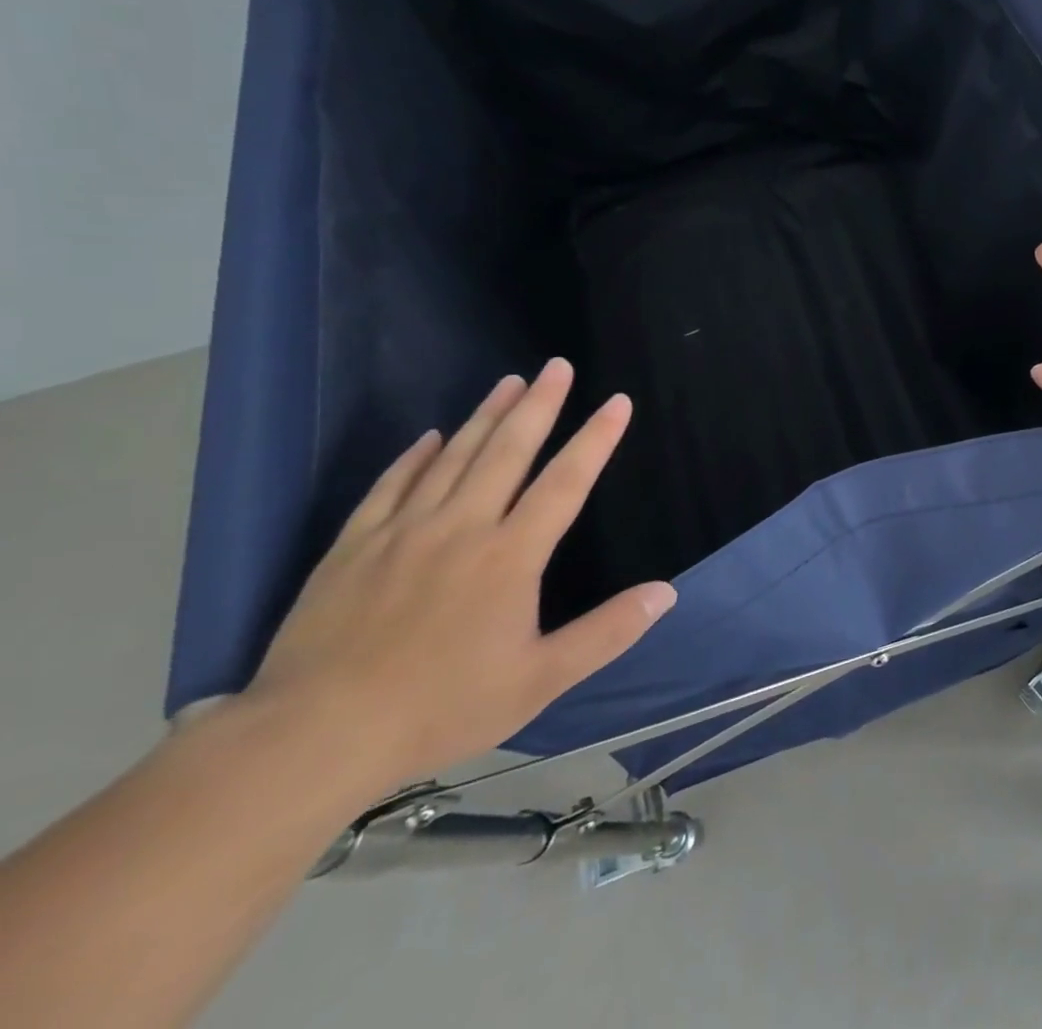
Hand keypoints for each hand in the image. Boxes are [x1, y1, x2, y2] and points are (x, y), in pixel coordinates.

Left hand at [244, 358, 675, 792]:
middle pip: (508, 451)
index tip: (617, 401)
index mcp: (510, 556)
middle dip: (539, 404)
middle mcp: (461, 527)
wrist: (313, 737)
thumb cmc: (439, 707)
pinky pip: (391, 486)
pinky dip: (415, 456)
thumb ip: (607, 632)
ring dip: (486, 415)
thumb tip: (666, 593)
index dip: (596, 439)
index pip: (565, 482)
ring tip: (509, 380)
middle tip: (557, 365)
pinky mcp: (353, 546)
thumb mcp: (540, 681)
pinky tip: (431, 436)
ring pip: (454, 457)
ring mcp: (403, 532)